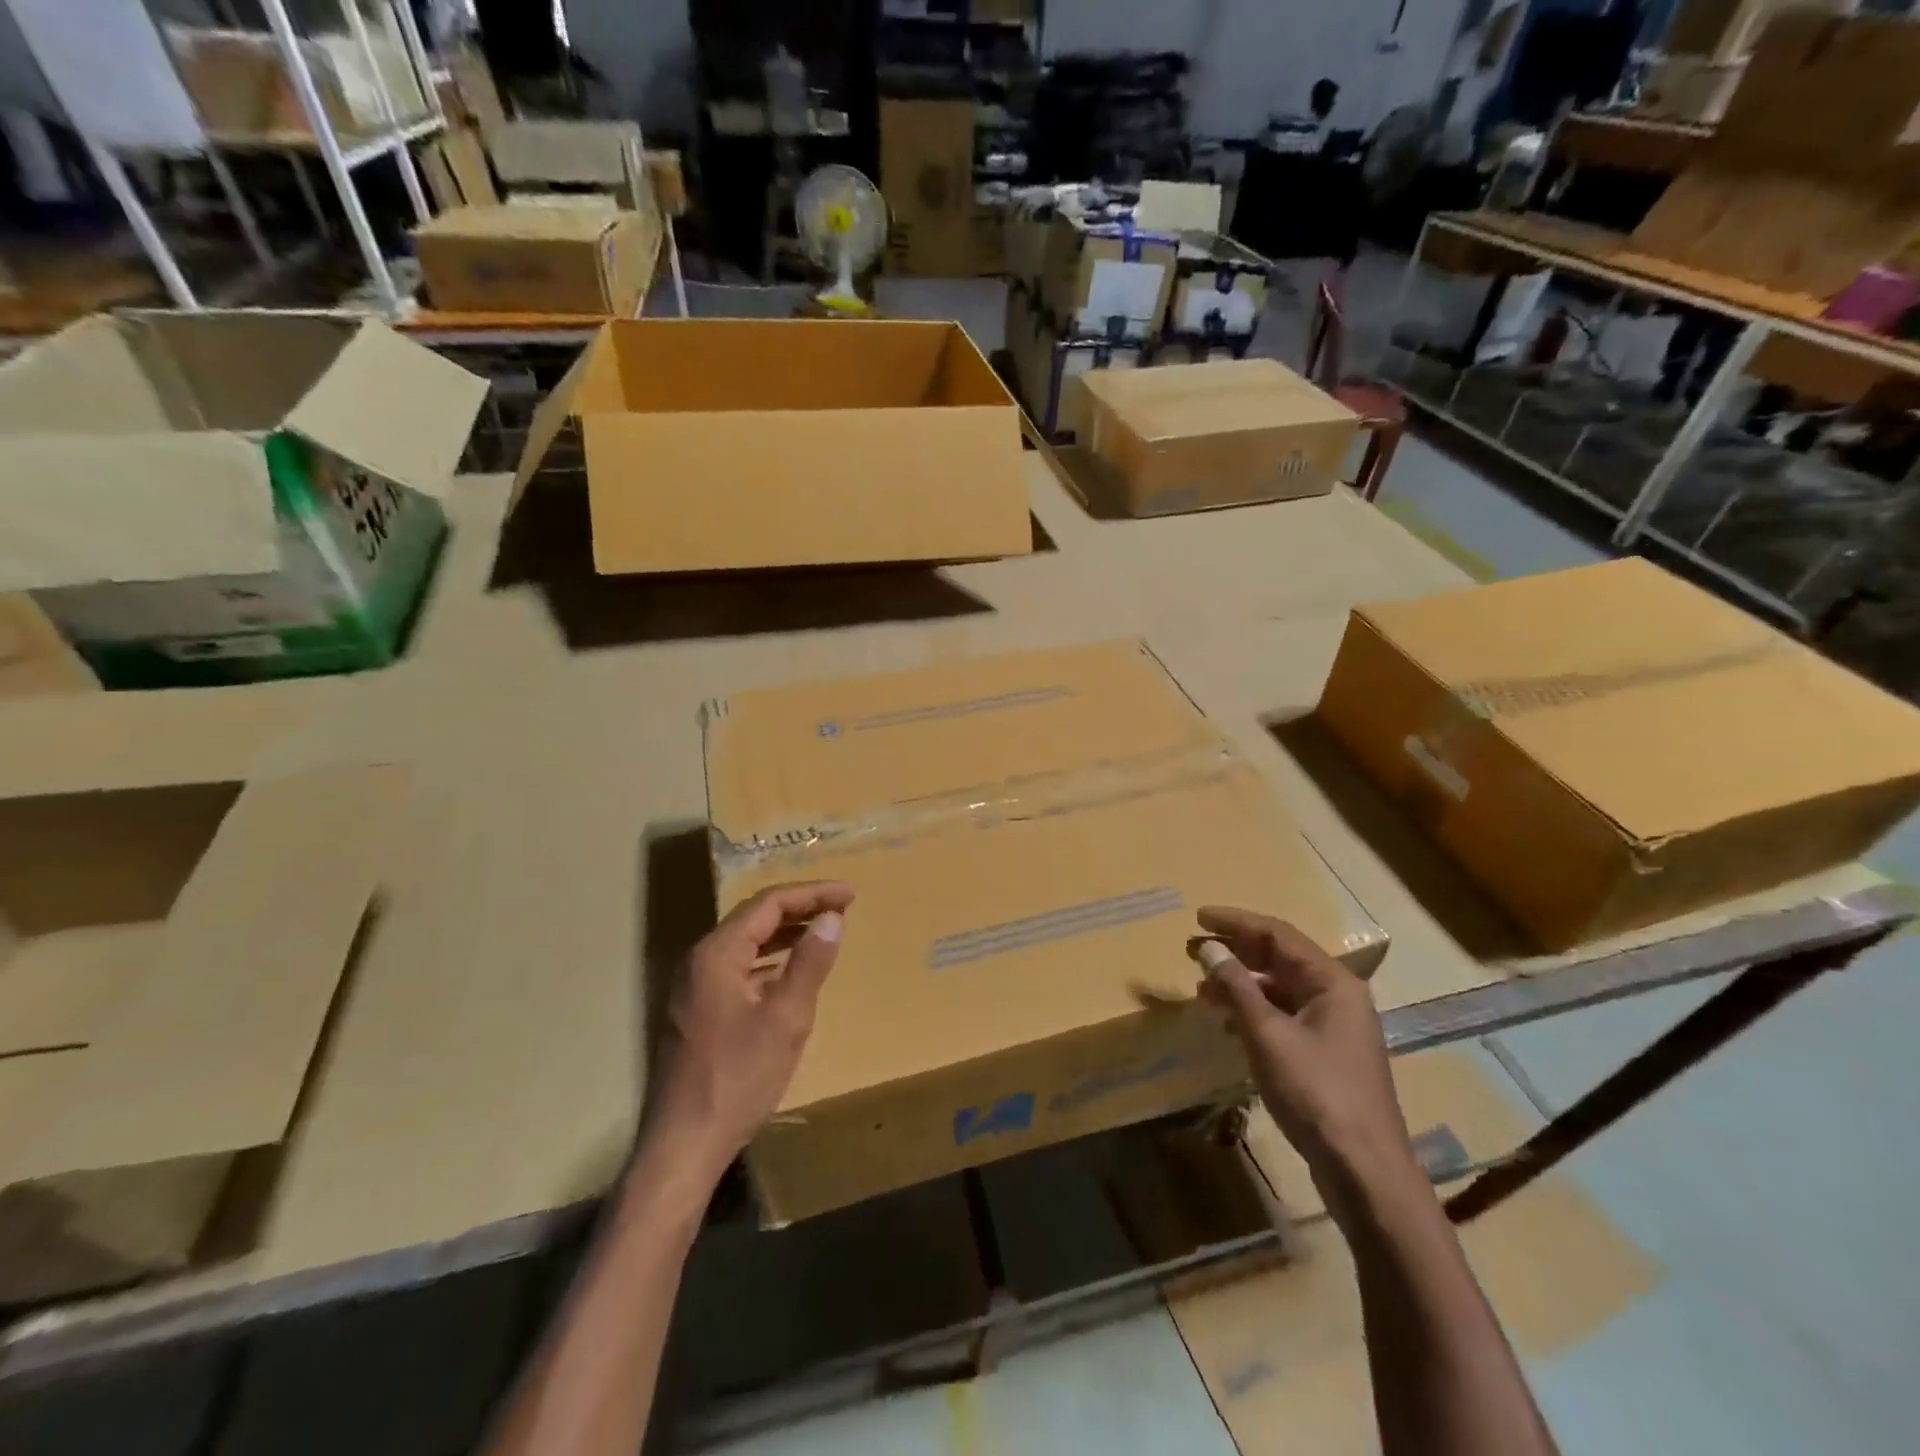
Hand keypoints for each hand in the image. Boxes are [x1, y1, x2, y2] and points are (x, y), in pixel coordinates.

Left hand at [644, 881, 854, 1183]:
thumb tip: (832, 918)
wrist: (683, 1146)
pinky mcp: (696, 1011)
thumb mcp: (785, 1019)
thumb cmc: (738, 1079)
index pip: (768, 903)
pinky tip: (789, 971)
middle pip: (753, 917)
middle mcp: (698, 961)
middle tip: (841, 906)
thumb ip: (809, 963)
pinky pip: (737, 967)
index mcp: (716, 954)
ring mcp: (693, 987)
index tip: (850, 894)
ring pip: (744, 942)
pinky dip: (768, 959)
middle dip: (799, 907)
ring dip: (784, 932)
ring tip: (822, 929)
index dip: (812, 893)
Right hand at [1196, 905, 1424, 1224]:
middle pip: (1280, 959)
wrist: (1364, 1171)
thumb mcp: (1268, 1036)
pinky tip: (1228, 1024)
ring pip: (1280, 989)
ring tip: (1203, 990)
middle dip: (1236, 952)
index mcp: (1332, 982)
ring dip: (1241, 984)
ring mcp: (1334, 1026)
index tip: (1198, 916)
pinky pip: (1284, 1016)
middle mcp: (1337, 996)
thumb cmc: (1316, 1093)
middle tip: (1194, 950)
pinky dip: (1254, 1012)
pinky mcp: (1326, 1054)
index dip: (1236, 922)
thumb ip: (1237, 988)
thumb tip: (1210, 948)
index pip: (1278, 934)